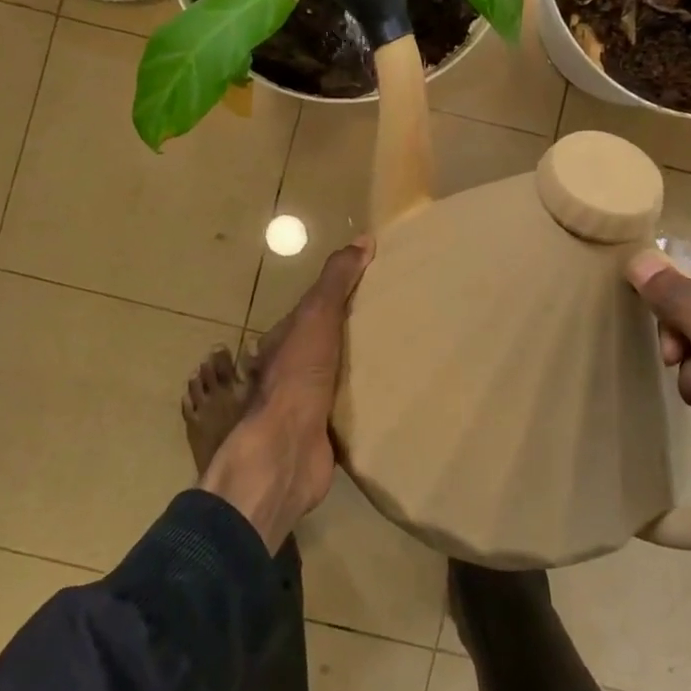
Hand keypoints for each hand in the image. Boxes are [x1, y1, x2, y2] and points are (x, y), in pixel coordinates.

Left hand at [196, 238, 372, 551]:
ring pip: (340, 378)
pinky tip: (394, 398)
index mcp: (286, 340)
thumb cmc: (297, 377)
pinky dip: (368, 403)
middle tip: (400, 322)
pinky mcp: (325, 433)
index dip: (342, 295)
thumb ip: (336, 281)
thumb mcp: (316, 317)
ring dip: (363, 369)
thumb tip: (363, 238)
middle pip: (329, 344)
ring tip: (404, 357)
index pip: (316, 310)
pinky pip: (351, 411)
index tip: (377, 286)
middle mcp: (293, 370)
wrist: (286, 451)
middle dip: (356, 334)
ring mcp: (307, 404)